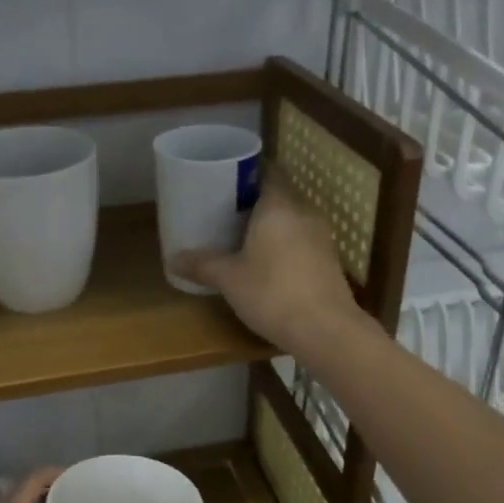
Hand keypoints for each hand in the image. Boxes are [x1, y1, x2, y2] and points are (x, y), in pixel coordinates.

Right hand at [174, 178, 363, 355]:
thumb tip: (173, 259)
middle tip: (227, 212)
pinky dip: (286, 246)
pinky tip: (269, 264)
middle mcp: (304, 213)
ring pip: (293, 220)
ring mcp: (322, 237)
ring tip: (245, 238)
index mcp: (278, 206)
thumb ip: (202, 265)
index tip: (226, 181)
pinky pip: (303, 241)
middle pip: (279, 196)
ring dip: (272, 226)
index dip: (247, 174)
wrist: (326, 330)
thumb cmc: (272, 293)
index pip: (267, 172)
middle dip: (256, 202)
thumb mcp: (229, 279)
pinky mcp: (330, 260)